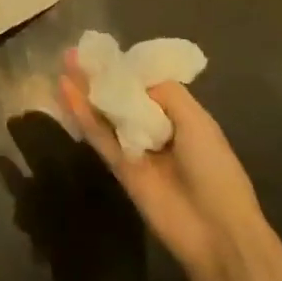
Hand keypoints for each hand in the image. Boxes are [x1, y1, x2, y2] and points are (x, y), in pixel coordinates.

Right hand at [58, 51, 266, 280]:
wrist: (216, 231)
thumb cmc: (215, 169)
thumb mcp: (198, 121)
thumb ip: (165, 93)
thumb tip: (132, 76)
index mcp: (180, 116)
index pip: (147, 84)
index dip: (126, 67)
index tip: (103, 49)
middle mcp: (156, 128)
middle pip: (122, 96)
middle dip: (101, 75)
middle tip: (75, 53)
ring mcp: (135, 148)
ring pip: (105, 114)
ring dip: (86, 90)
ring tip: (65, 62)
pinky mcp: (118, 167)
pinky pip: (98, 136)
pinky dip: (82, 114)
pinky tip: (66, 91)